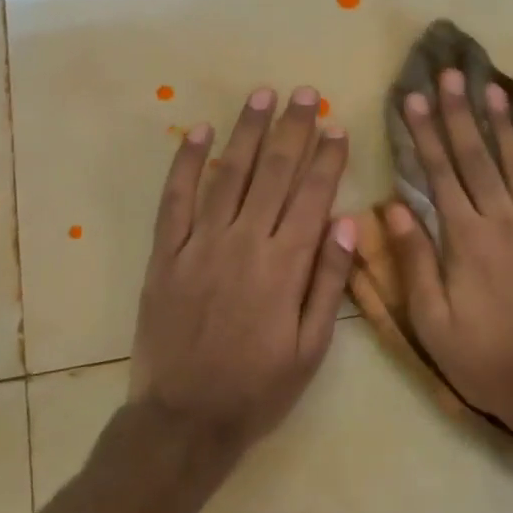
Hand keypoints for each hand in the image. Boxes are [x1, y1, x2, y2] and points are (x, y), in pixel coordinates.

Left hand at [129, 85, 355, 454]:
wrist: (184, 419)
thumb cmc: (258, 388)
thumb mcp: (311, 348)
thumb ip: (329, 282)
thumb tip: (345, 222)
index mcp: (284, 266)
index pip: (312, 196)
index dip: (326, 158)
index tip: (337, 126)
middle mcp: (244, 243)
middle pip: (273, 174)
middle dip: (292, 129)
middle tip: (305, 93)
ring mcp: (200, 245)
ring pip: (228, 175)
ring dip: (247, 132)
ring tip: (263, 96)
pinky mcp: (166, 255)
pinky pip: (175, 200)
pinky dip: (186, 163)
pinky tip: (199, 133)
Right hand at [386, 70, 512, 435]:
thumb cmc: (487, 359)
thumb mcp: (432, 322)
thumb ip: (414, 261)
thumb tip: (395, 206)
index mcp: (466, 238)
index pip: (440, 173)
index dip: (425, 132)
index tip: (413, 97)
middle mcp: (505, 220)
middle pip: (479, 157)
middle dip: (461, 112)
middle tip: (450, 73)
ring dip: (505, 124)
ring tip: (493, 87)